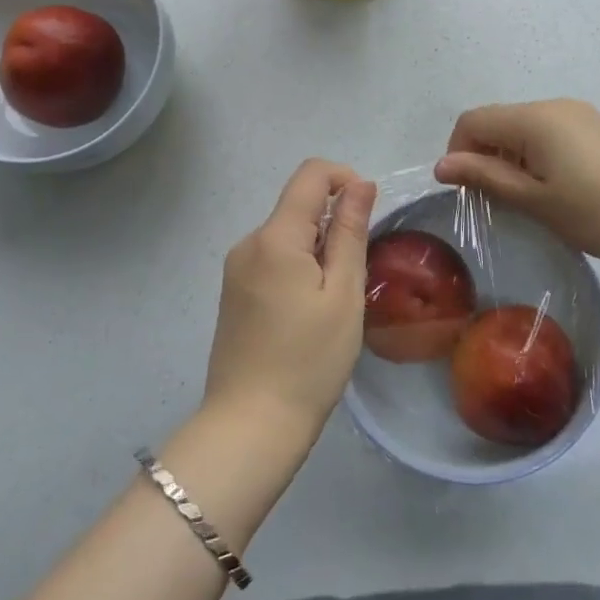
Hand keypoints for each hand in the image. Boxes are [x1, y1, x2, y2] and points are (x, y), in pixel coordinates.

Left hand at [205, 159, 377, 438]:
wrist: (250, 425)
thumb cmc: (309, 360)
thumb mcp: (343, 294)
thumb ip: (350, 232)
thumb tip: (359, 183)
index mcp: (275, 237)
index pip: (311, 174)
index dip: (344, 179)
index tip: (366, 217)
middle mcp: (248, 242)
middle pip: (298, 207)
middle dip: (332, 226)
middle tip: (352, 281)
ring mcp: (236, 268)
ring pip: (287, 235)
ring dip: (317, 252)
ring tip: (330, 305)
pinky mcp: (233, 292)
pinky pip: (272, 260)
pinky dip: (297, 269)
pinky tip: (306, 315)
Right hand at [433, 100, 599, 275]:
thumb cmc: (598, 213)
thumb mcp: (535, 200)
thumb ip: (485, 176)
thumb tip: (441, 165)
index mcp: (533, 119)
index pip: (472, 121)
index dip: (458, 152)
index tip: (468, 190)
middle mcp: (554, 105)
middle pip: (498, 120)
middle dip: (484, 155)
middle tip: (498, 200)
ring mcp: (581, 114)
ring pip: (525, 127)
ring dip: (511, 156)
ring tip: (530, 198)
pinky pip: (551, 132)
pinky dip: (538, 154)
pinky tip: (559, 188)